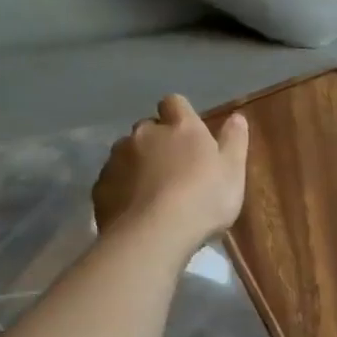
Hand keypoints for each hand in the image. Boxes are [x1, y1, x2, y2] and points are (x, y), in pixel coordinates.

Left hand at [91, 95, 248, 247]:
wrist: (154, 233)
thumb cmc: (204, 199)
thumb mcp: (233, 171)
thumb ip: (234, 141)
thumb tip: (236, 117)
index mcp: (181, 127)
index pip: (174, 103)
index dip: (180, 115)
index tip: (188, 134)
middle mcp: (145, 134)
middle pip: (148, 128)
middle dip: (157, 141)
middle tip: (173, 168)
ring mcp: (117, 158)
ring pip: (126, 153)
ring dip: (138, 164)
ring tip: (151, 192)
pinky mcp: (100, 185)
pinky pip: (112, 180)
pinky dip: (122, 188)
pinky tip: (135, 209)